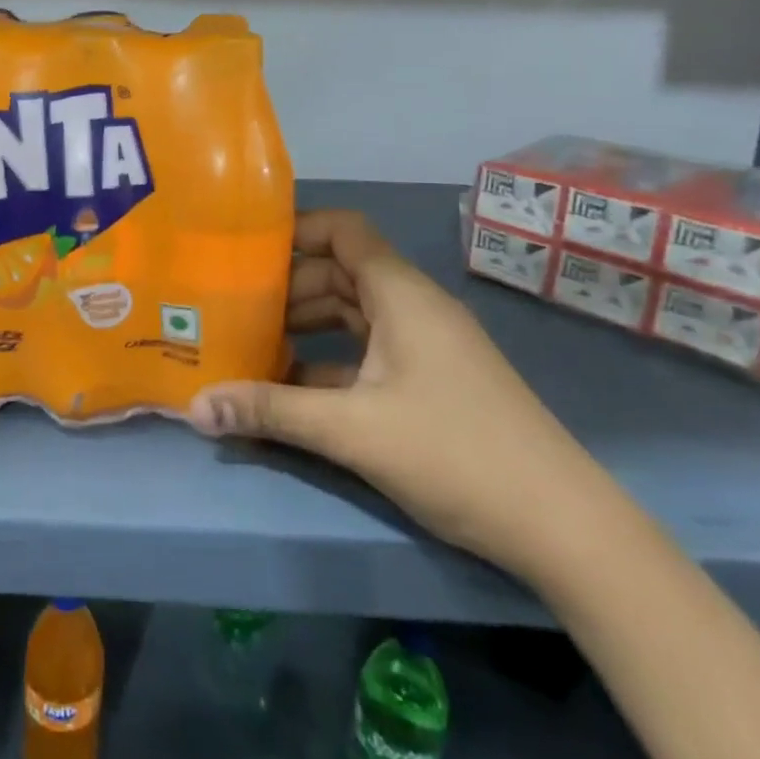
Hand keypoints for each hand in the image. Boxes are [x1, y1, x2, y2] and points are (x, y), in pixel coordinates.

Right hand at [187, 209, 613, 576]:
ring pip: (352, 315)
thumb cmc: (456, 453)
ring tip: (250, 344)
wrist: (565, 529)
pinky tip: (293, 389)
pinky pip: (368, 351)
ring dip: (306, 325)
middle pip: (340, 273)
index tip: (246, 248)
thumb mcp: (353, 430)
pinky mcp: (431, 382)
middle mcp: (413, 308)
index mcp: (401, 295)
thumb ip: (271, 411)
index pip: (344, 231)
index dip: (296, 229)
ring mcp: (425, 346)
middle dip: (286, 287)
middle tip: (232, 305)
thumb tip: (194, 407)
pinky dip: (329, 360)